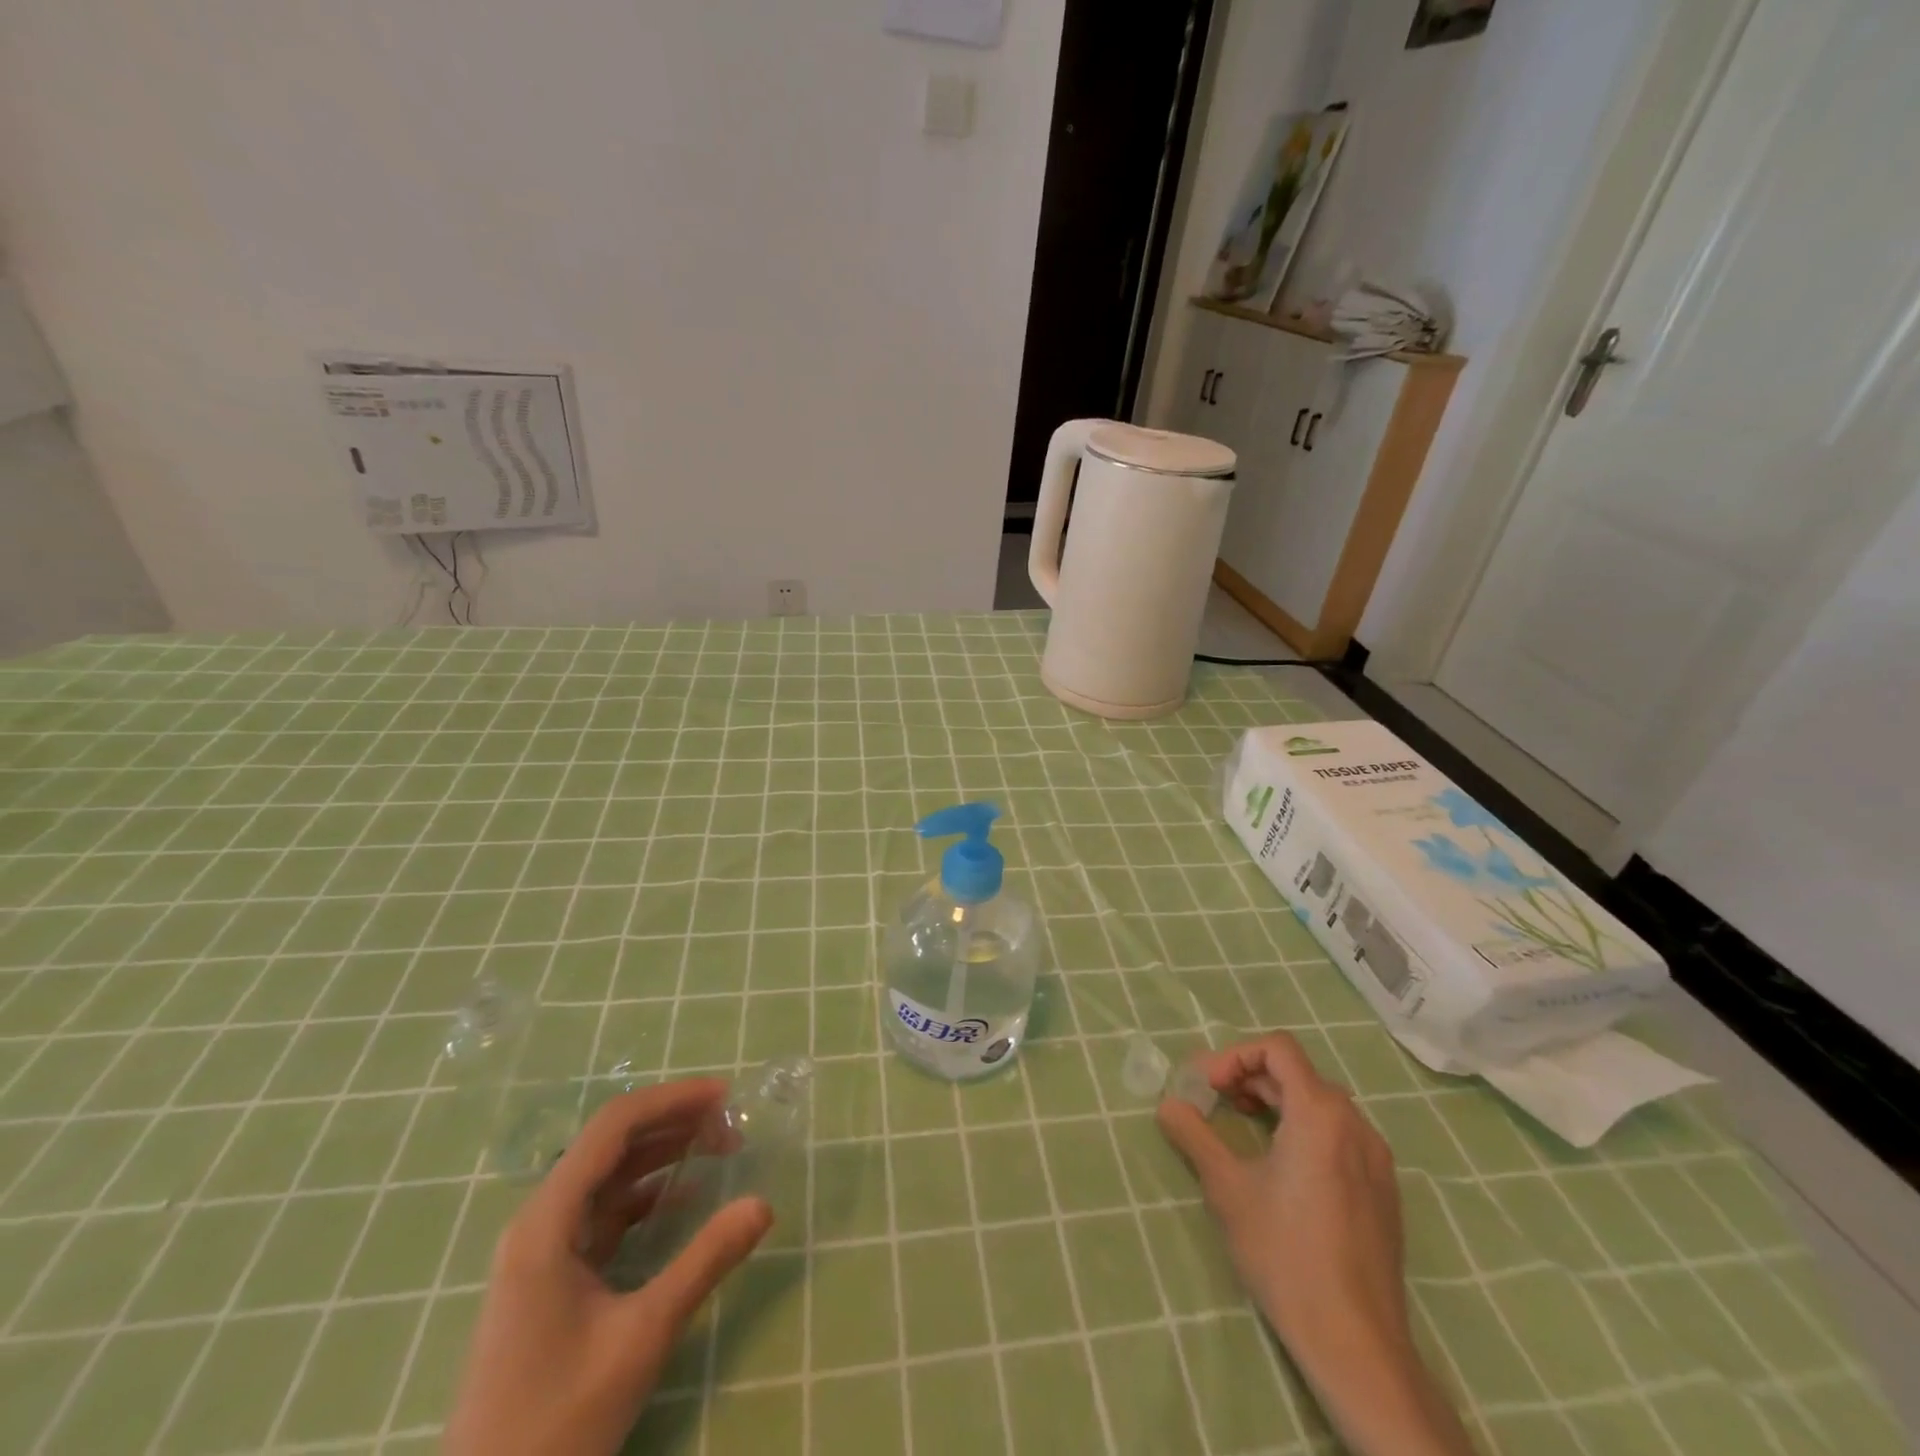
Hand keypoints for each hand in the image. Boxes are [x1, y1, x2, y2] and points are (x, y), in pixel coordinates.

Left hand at [443, 1079, 772, 1455]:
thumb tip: (763, 1204)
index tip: (725, 1095)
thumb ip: (705, 1261)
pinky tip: (684, 1197)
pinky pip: (603, 1213)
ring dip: (662, 1155)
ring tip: (718, 1147)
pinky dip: (646, 1196)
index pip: (613, 1127)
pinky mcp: (550, 1278)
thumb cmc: (559, 1419)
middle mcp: (539, 1222)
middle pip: (610, 1145)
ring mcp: (541, 1251)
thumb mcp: (643, 1335)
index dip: (671, 1100)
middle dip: (673, 1124)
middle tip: (731, 1123)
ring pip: (608, 1177)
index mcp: (547, 1221)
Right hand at [1158, 1033, 1474, 1455]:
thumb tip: (1167, 1105)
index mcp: (1320, 1113)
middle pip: (1298, 1074)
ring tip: (1243, 1127)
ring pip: (1320, 1104)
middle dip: (1250, 1078)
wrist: (1356, 1343)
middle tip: (1215, 1101)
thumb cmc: (1285, 1254)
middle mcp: (1355, 1124)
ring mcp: (1376, 1158)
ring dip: (1276, 1102)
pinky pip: (1340, 1135)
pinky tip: (1282, 1166)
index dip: (1235, 1055)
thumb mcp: (1227, 1189)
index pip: (1278, 1049)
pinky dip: (1304, 1129)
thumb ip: (1194, 1136)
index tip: (1207, 1086)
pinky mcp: (1384, 1190)